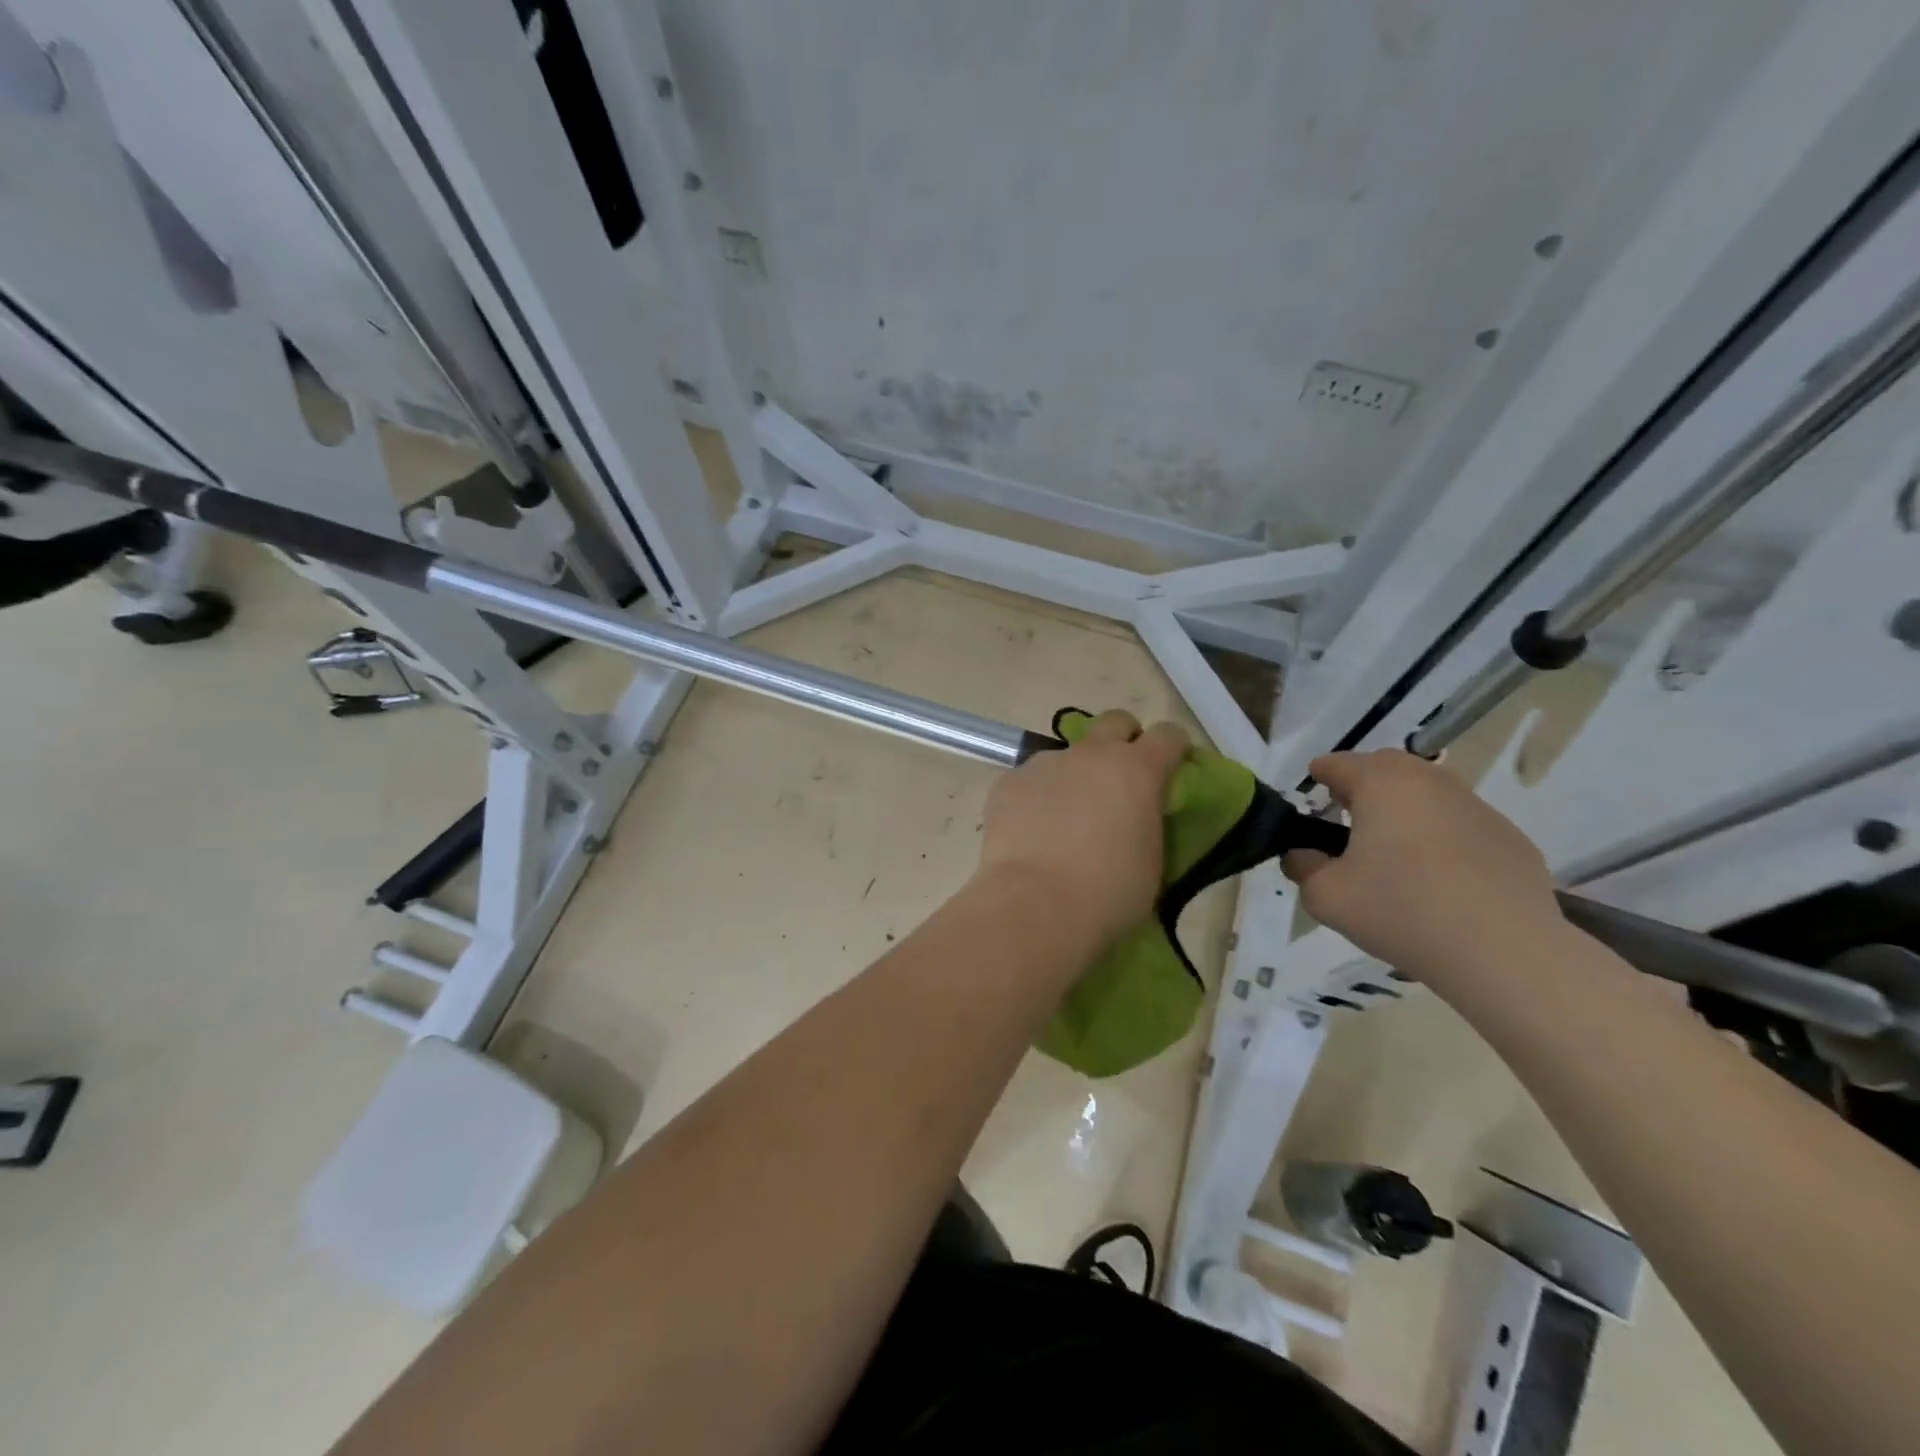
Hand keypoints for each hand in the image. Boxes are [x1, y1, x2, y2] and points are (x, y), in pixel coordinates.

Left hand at [976, 710, 1189, 946]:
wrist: (1035, 904)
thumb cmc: (1108, 893)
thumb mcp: (1151, 861)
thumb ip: (1147, 823)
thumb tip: (1135, 818)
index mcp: (1137, 770)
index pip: (1169, 735)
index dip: (1173, 749)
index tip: (1172, 769)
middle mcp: (1091, 755)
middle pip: (1115, 722)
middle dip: (1123, 741)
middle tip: (1120, 779)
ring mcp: (1046, 763)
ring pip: (1067, 755)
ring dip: (1074, 775)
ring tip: (1065, 819)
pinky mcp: (1009, 781)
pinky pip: (1031, 781)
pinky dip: (1037, 798)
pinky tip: (1031, 832)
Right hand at [1282, 750, 1564, 991]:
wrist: (1505, 953)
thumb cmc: (1401, 911)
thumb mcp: (1326, 896)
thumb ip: (1302, 867)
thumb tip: (1303, 855)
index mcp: (1382, 783)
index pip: (1336, 763)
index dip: (1317, 780)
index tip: (1310, 808)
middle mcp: (1430, 781)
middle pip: (1385, 769)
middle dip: (1362, 789)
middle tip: (1348, 827)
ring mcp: (1477, 807)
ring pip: (1427, 794)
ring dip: (1405, 812)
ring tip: (1396, 856)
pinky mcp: (1511, 838)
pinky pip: (1462, 826)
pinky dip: (1444, 840)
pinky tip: (1443, 883)